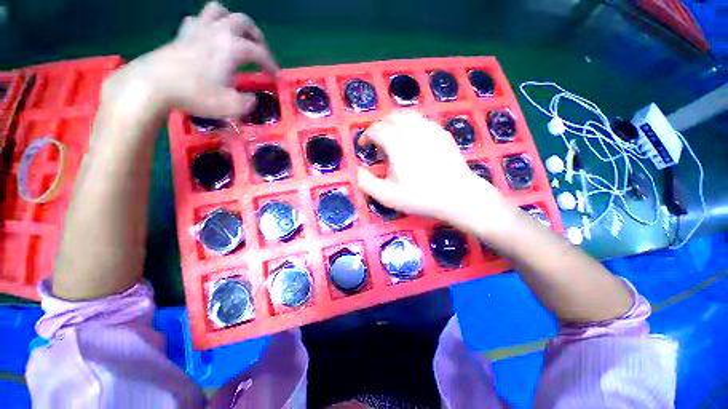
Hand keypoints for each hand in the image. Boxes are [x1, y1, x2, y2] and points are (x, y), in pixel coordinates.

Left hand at [102, 1, 278, 116]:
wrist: (154, 84)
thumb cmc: (196, 94)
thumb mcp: (231, 106)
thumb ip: (247, 102)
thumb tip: (251, 99)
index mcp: (233, 47)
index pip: (260, 53)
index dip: (272, 66)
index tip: (277, 78)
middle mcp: (218, 32)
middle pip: (243, 21)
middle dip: (256, 36)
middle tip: (261, 51)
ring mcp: (197, 29)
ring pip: (219, 11)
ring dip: (231, 21)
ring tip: (236, 36)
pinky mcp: (181, 34)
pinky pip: (197, 20)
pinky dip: (206, 25)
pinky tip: (208, 37)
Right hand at [357, 111, 505, 224]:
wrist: (456, 195)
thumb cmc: (419, 196)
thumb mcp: (386, 196)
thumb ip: (366, 182)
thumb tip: (359, 170)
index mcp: (395, 142)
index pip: (375, 130)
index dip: (366, 136)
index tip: (364, 146)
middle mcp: (411, 129)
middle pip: (390, 118)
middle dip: (379, 127)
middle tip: (377, 143)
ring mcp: (429, 128)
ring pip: (407, 115)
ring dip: (395, 123)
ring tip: (393, 137)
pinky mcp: (442, 132)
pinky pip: (422, 121)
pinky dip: (411, 126)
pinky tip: (413, 140)